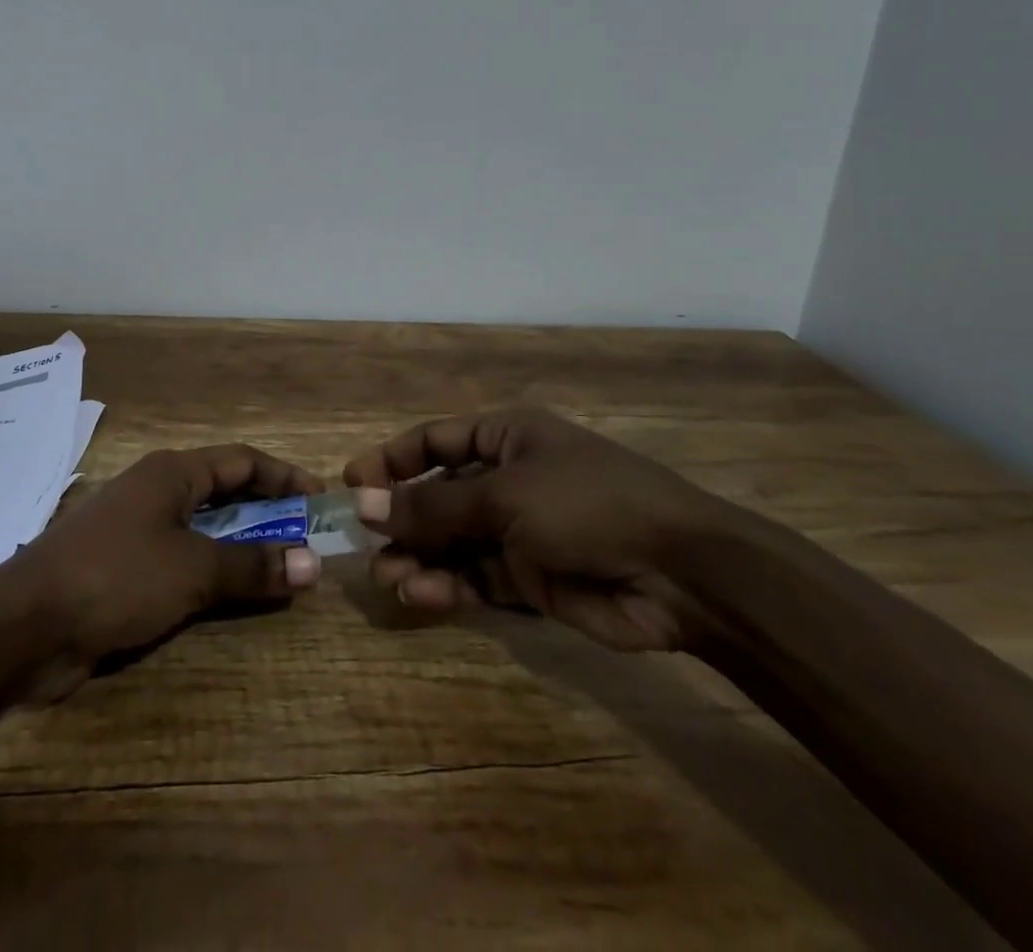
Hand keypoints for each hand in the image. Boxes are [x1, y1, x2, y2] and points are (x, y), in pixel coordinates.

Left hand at [17, 444, 323, 696]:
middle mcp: (156, 490)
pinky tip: (231, 596)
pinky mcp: (123, 568)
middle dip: (268, 513)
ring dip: (242, 545)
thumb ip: (253, 566)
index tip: (321, 501)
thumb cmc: (117, 576)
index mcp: (173, 472)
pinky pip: (182, 559)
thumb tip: (313, 565)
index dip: (285, 476)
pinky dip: (212, 571)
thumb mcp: (193, 569)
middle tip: (308, 539)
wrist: (26, 625)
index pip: (242, 460)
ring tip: (281, 569)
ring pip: (204, 528)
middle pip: (224, 491)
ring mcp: (137, 529)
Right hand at [343, 408, 731, 652]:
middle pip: (439, 495)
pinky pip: (476, 577)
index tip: (351, 484)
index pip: (434, 441)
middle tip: (364, 545)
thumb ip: (432, 505)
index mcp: (506, 438)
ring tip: (388, 577)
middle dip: (402, 519)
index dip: (391, 460)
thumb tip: (364, 505)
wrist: (681, 573)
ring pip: (453, 542)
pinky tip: (422, 594)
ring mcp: (519, 531)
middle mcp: (508, 479)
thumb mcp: (504, 495)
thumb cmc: (586, 503)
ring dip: (420, 557)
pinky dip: (449, 586)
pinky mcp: (531, 578)